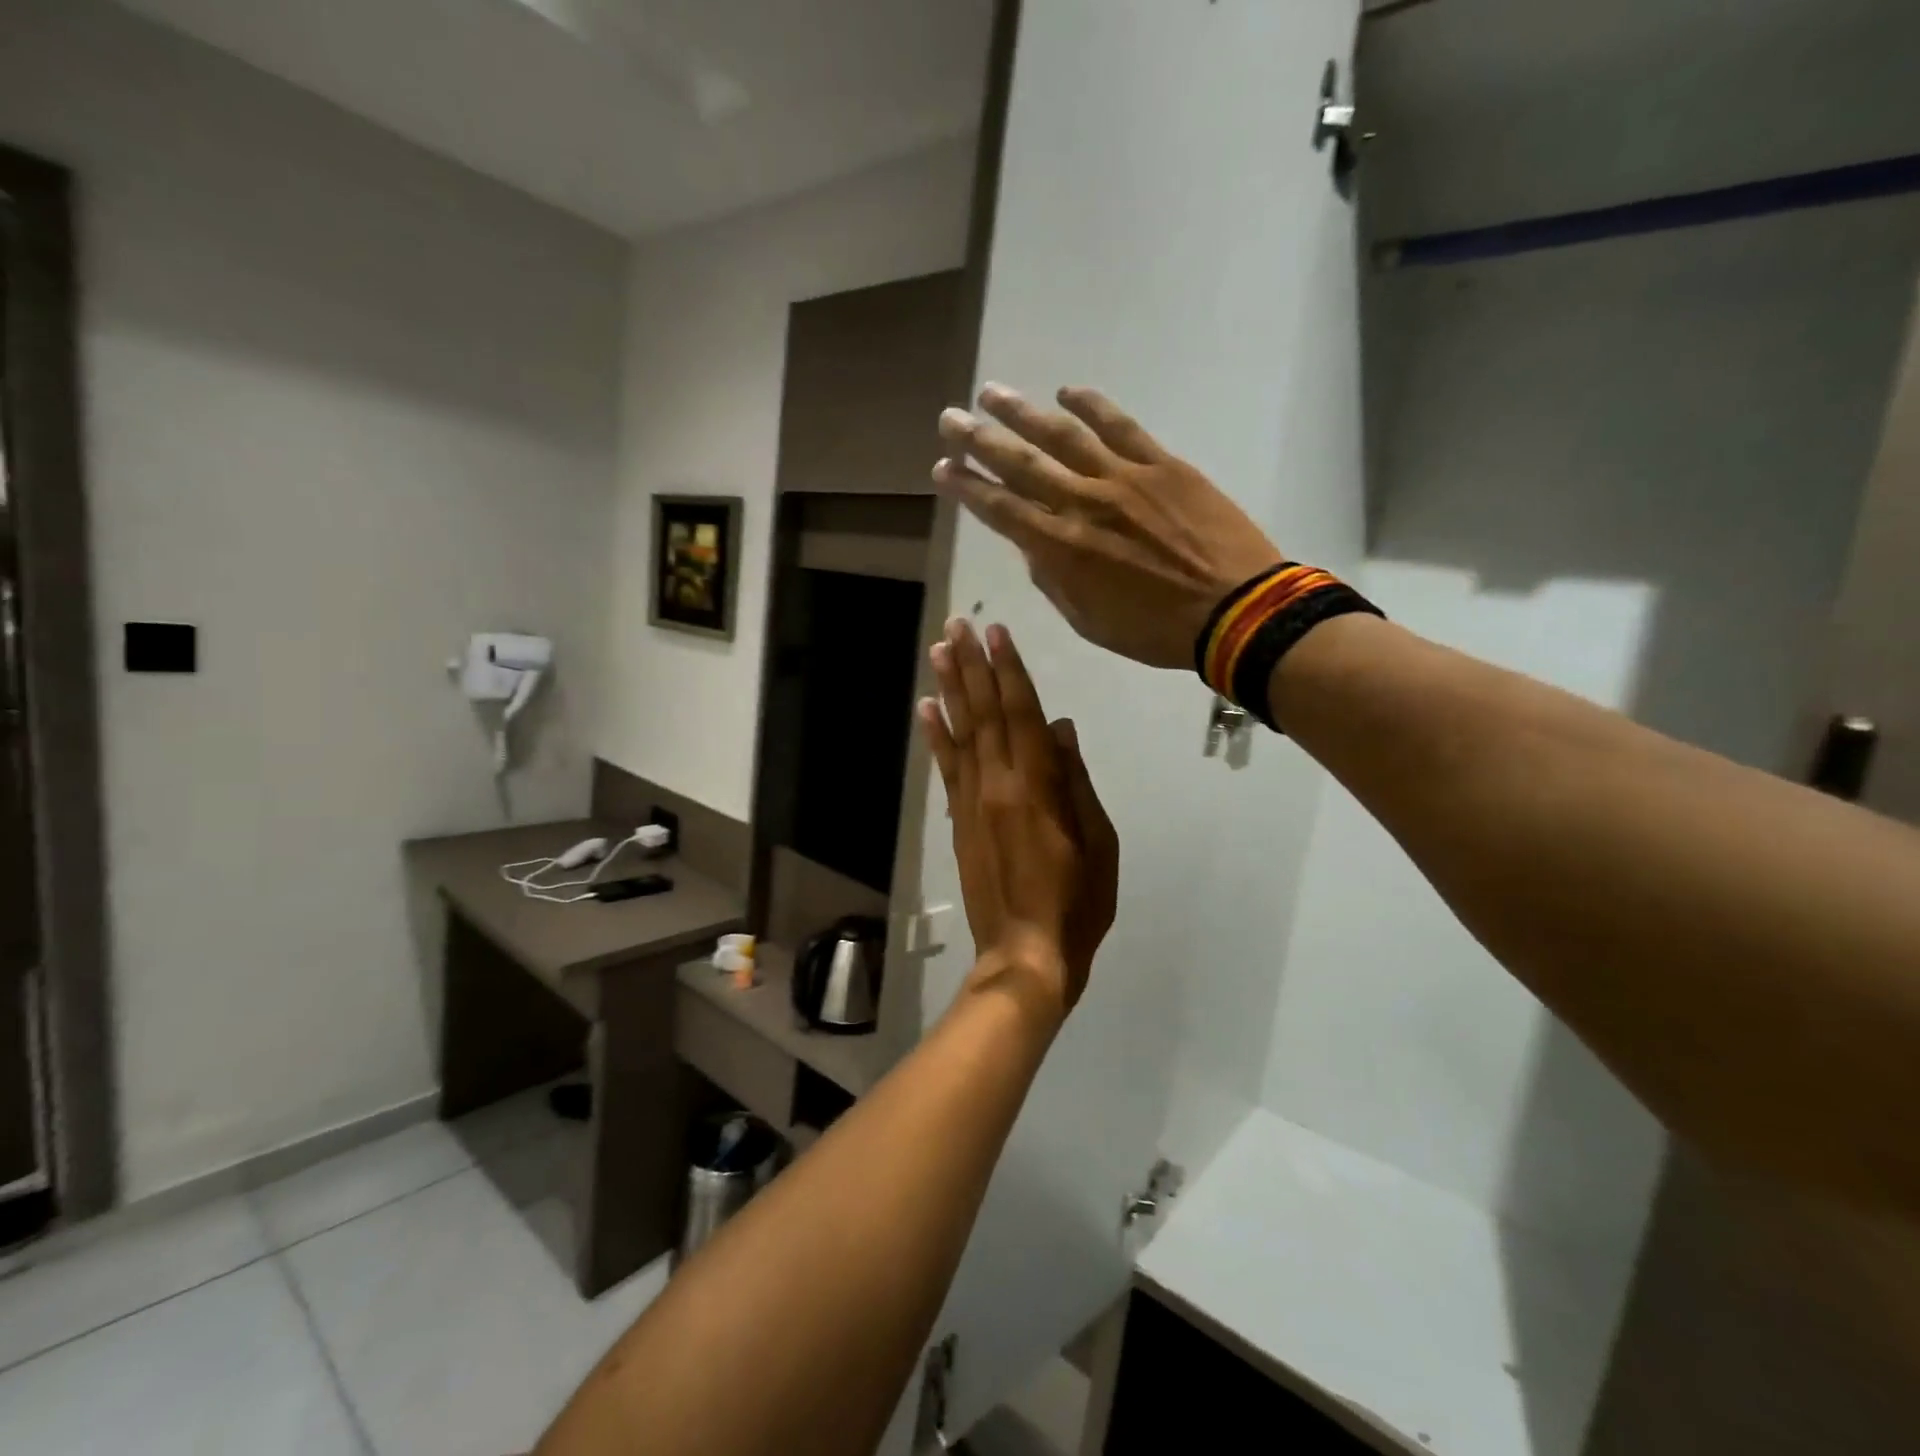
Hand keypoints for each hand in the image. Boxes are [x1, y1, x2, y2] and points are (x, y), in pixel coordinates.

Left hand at [920, 619, 1118, 1017]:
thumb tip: (1058, 728)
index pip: (1021, 714)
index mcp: (1037, 787)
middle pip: (985, 714)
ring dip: (950, 689)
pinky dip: (936, 736)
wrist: (1024, 955)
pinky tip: (928, 709)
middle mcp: (997, 785)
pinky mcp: (959, 822)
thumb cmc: (1076, 903)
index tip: (996, 633)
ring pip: (961, 733)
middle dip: (972, 666)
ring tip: (938, 651)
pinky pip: (946, 769)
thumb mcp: (1098, 842)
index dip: (1009, 671)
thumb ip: (1075, 780)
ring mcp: (972, 802)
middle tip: (957, 625)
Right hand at [934, 385, 1282, 670]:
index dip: (967, 486)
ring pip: (1062, 435)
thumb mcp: (1090, 622)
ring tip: (993, 393)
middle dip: (979, 439)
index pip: (1000, 509)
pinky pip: (1120, 426)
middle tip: (950, 417)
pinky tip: (1067, 392)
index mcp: (1061, 548)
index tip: (942, 468)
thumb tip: (1033, 545)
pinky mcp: (1161, 464)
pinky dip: (1091, 406)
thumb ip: (1055, 581)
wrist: (1233, 609)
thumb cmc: (1155, 629)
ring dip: (1023, 412)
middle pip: (1020, 463)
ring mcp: (1123, 478)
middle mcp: (1082, 503)